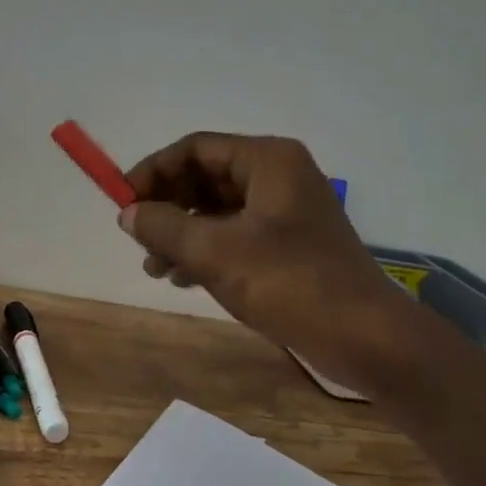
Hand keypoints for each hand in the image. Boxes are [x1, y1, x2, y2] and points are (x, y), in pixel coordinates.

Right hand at [120, 132, 414, 377]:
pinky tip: (182, 278)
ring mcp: (285, 211)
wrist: (362, 336)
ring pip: (216, 210)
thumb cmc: (288, 283)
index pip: (194, 149)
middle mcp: (277, 176)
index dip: (152, 172)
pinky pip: (234, 234)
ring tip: (155, 268)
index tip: (122, 203)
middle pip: (204, 177)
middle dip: (166, 207)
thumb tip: (127, 212)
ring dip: (181, 234)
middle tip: (138, 241)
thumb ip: (164, 226)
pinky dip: (205, 251)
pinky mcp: (288, 244)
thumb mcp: (215, 252)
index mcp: (267, 160)